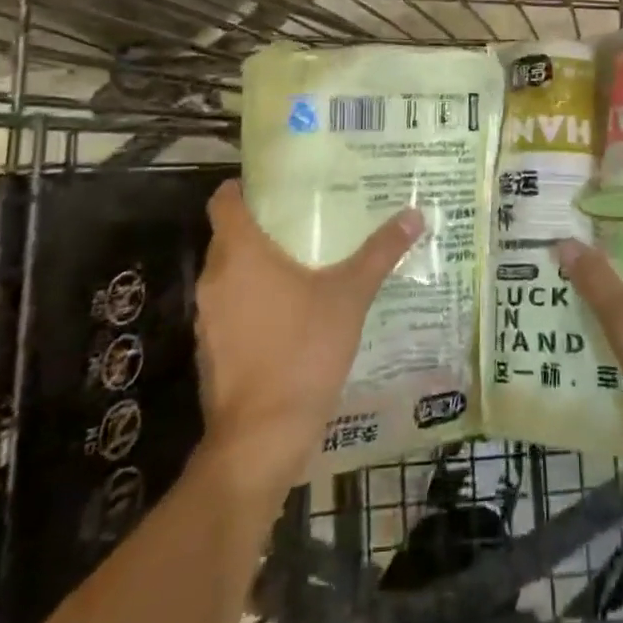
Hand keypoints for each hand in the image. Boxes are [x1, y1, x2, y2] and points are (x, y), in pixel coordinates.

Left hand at [198, 182, 422, 492]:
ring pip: (232, 275)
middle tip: (308, 219)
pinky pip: (232, 308)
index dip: (246, 188)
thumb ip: (380, 253)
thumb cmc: (302, 350)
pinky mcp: (212, 350)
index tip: (277, 185)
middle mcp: (215, 278)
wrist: (262, 436)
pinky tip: (293, 312)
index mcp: (240, 253)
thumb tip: (414, 215)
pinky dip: (255, 302)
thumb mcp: (350, 296)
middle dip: (264, 226)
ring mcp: (209, 318)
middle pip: (230, 236)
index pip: (225, 200)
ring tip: (306, 261)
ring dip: (260, 267)